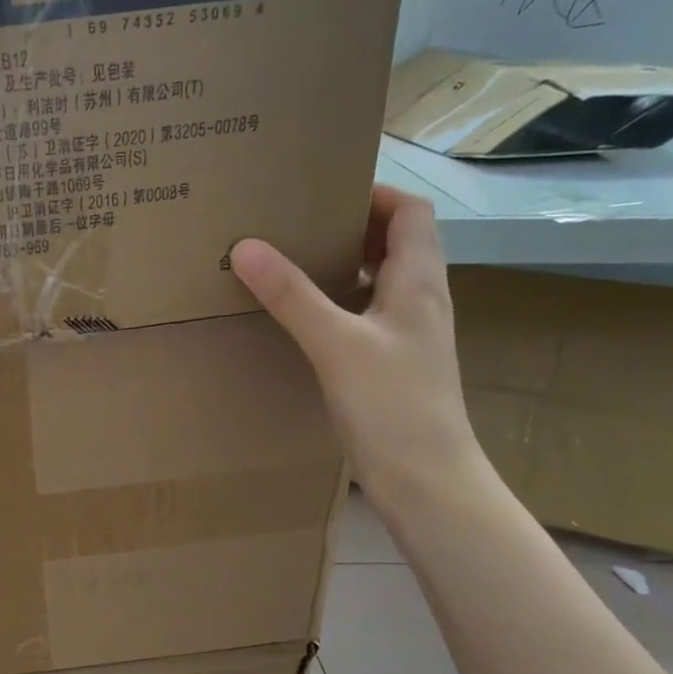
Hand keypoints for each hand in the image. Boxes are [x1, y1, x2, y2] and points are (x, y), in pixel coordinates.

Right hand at [231, 186, 486, 513]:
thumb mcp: (336, 344)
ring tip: (292, 264)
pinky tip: (305, 320)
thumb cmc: (392, 405)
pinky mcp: (394, 364)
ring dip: (343, 265)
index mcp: (418, 282)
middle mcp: (420, 301)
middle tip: (295, 225)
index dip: (373, 194)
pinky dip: (338, 304)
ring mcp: (409, 335)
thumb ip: (292, 295)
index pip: (409, 212)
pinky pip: (367, 315)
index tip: (321, 193)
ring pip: (379, 281)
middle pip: (395, 242)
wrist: (426, 480)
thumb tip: (246, 246)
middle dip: (349, 227)